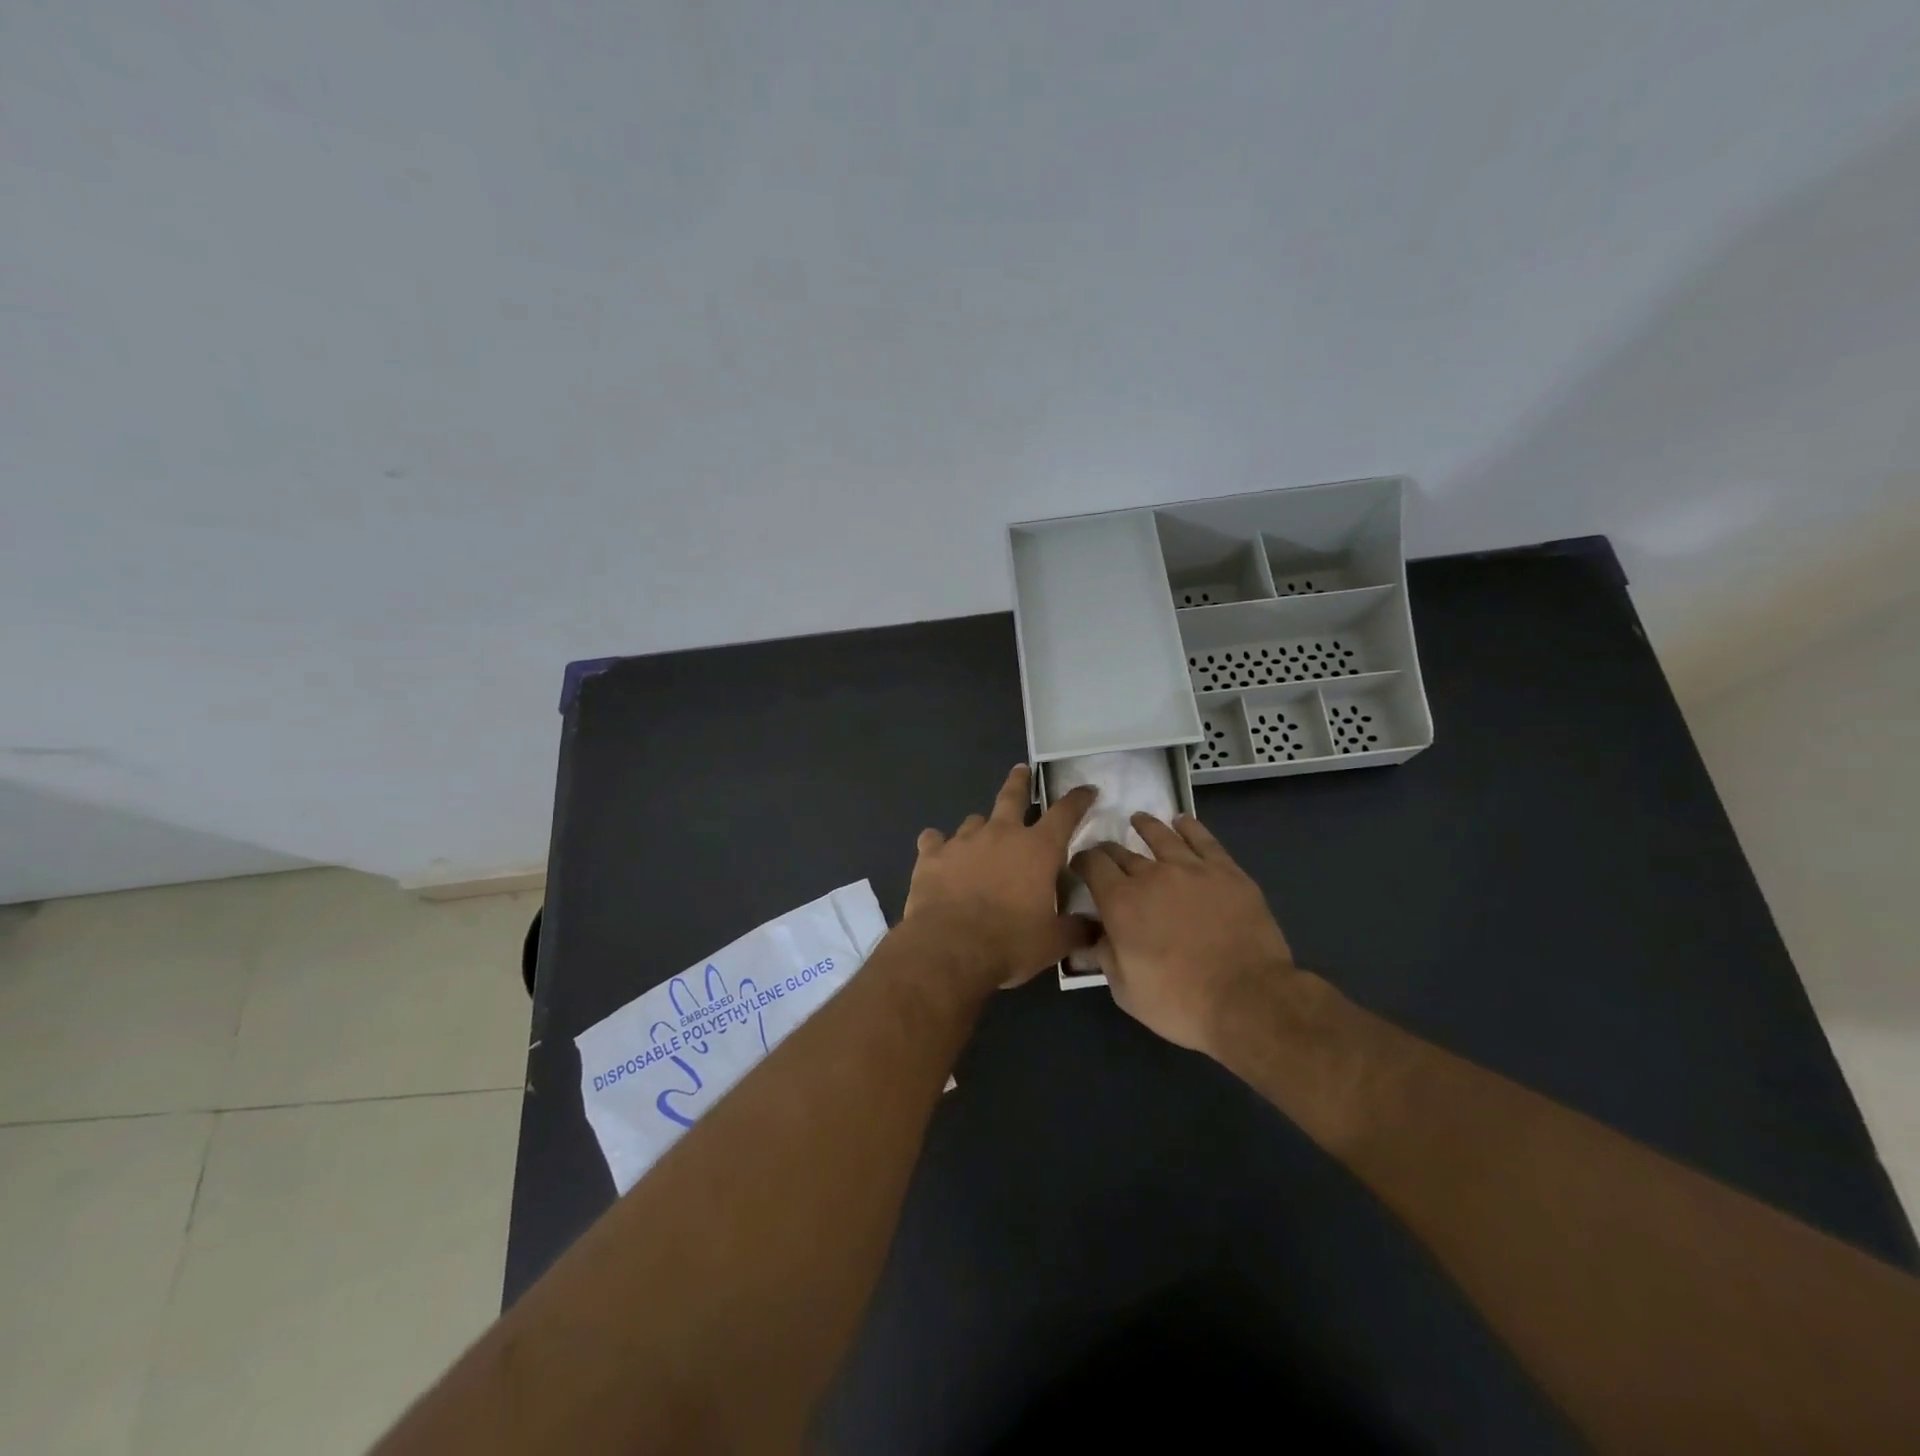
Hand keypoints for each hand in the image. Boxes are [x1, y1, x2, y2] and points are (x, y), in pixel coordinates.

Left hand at [904, 765, 1096, 990]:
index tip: (1086, 790)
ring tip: (981, 835)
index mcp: (1037, 849)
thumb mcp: (1053, 943)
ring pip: (974, 820)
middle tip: (1021, 770)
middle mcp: (1001, 834)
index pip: (1065, 813)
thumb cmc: (1009, 943)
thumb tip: (1097, 929)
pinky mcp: (931, 855)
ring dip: (981, 826)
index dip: (1078, 799)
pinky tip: (937, 852)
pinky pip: (934, 840)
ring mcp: (963, 841)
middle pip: (1012, 796)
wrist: (949, 948)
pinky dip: (938, 844)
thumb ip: (1077, 930)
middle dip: (1020, 782)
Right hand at [1073, 813, 1297, 1052]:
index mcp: (1120, 903)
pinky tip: (1182, 822)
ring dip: (1145, 826)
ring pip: (1161, 835)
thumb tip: (1096, 936)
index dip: (1081, 861)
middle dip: (1108, 850)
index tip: (1080, 865)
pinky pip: (1203, 839)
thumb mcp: (1127, 992)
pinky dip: (1188, 827)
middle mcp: (1151, 876)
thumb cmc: (1181, 1003)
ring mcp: (1191, 869)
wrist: (1249, 1000)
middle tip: (1106, 853)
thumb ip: (1105, 957)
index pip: (1092, 865)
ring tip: (1139, 820)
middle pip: (1121, 851)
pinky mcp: (1226, 871)